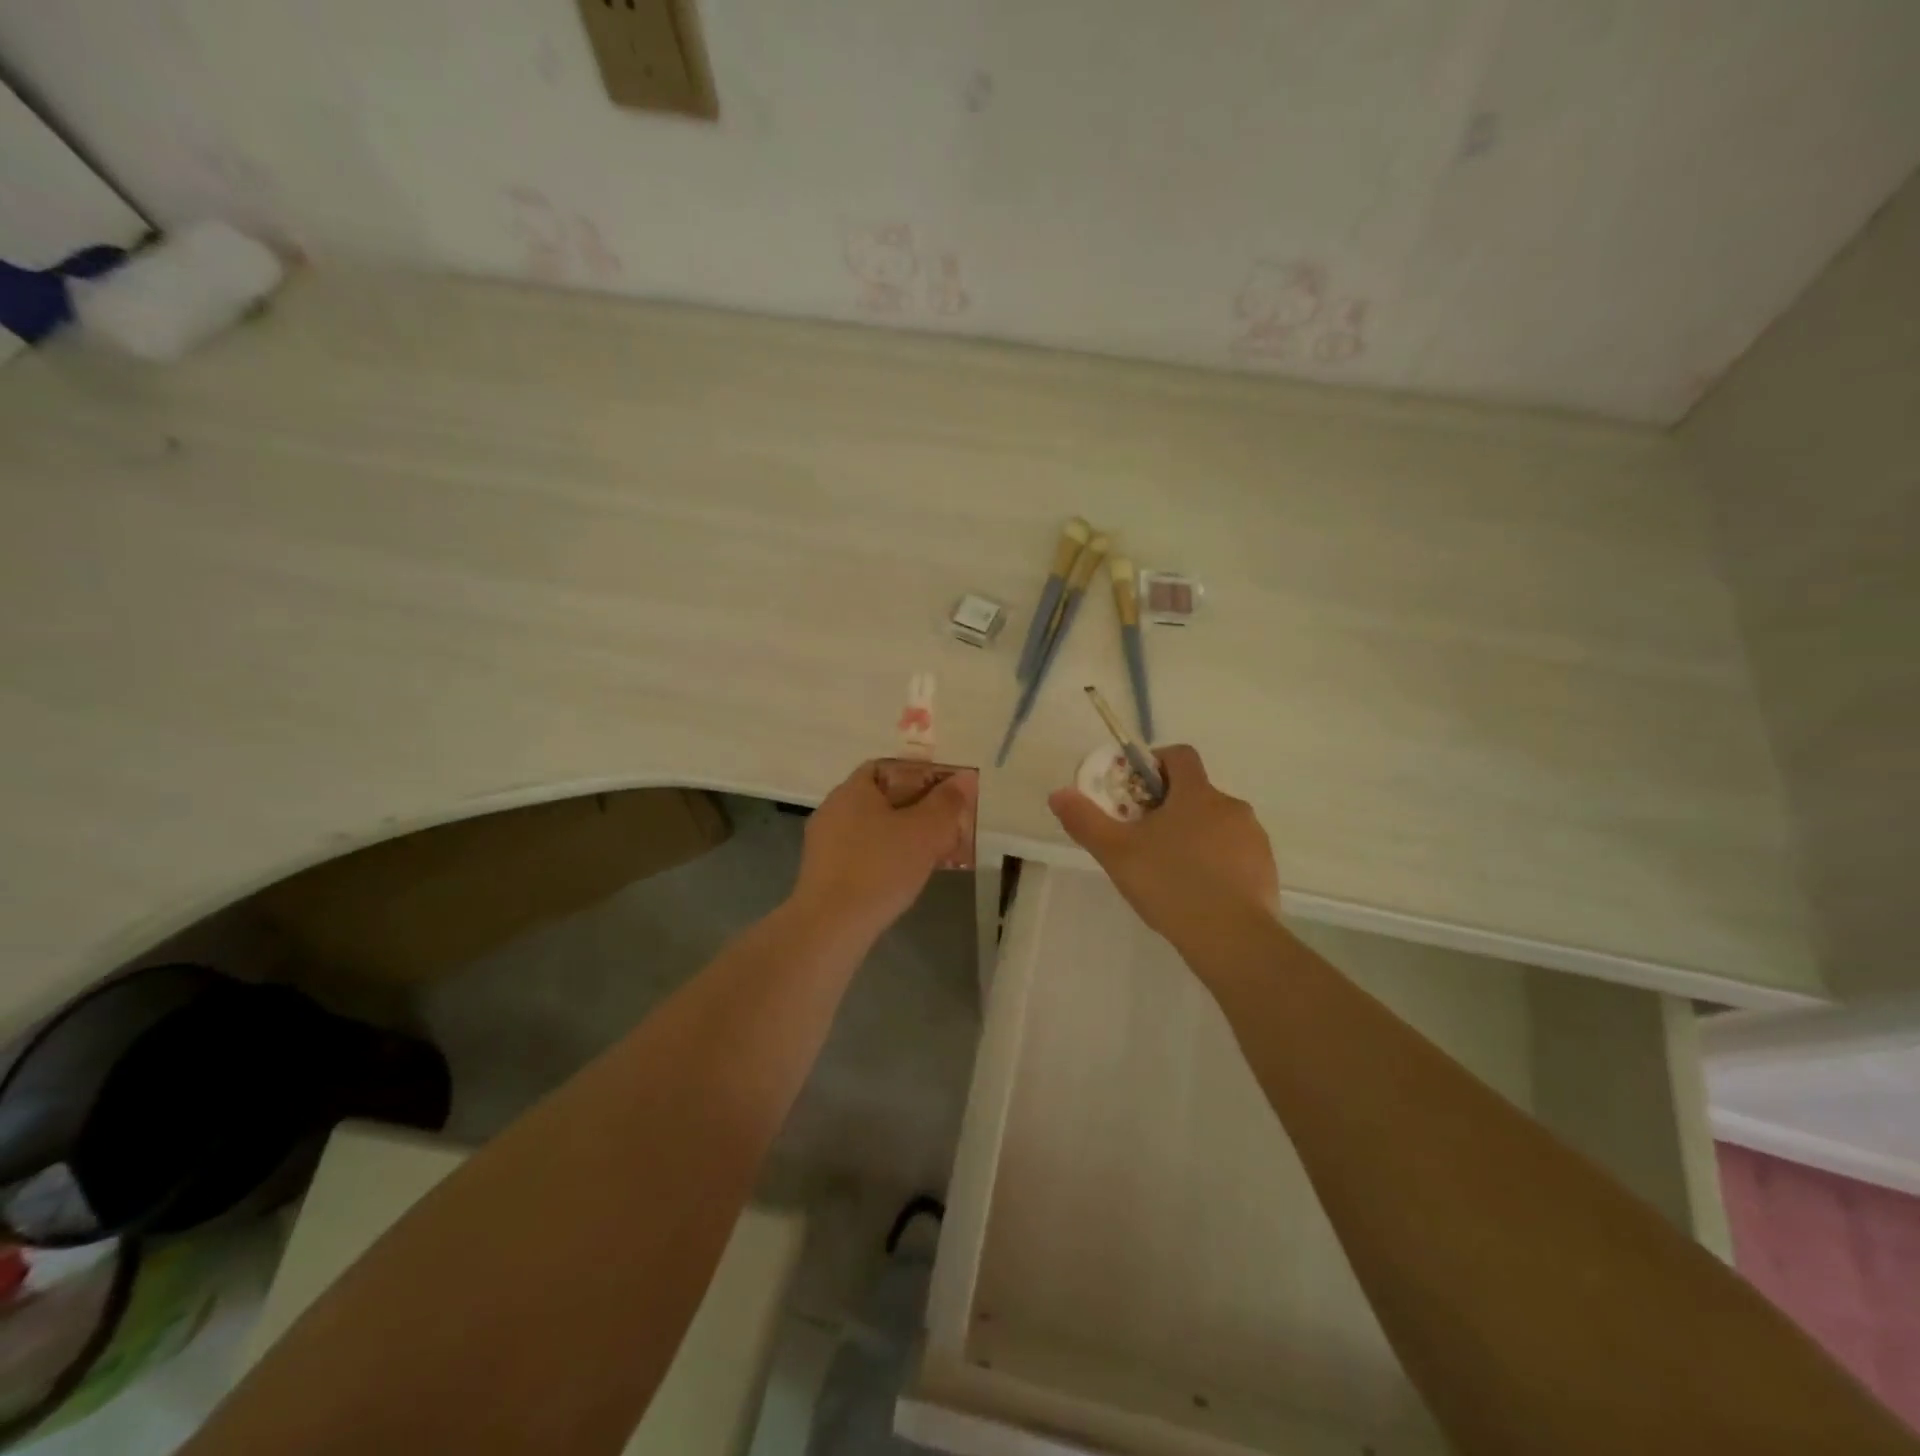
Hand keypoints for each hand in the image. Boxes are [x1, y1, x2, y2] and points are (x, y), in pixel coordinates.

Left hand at [790, 761, 976, 942]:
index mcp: (853, 789)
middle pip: (882, 798)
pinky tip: (902, 877)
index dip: (919, 775)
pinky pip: (861, 853)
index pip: (887, 767)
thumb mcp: (925, 832)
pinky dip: (884, 858)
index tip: (945, 795)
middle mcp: (833, 808)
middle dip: (916, 809)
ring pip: (872, 828)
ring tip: (932, 854)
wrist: (830, 926)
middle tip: (946, 827)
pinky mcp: (823, 872)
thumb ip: (946, 802)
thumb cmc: (881, 868)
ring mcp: (824, 842)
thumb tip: (963, 778)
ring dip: (902, 836)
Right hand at [1048, 745, 1277, 945]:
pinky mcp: (1266, 869)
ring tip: (1171, 871)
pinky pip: (1235, 854)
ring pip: (1217, 824)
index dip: (1156, 763)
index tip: (1136, 788)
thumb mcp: (1116, 853)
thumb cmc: (1170, 884)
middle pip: (1196, 793)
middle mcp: (1231, 806)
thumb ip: (1085, 820)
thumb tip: (1058, 793)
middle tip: (1144, 839)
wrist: (1231, 937)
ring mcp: (1253, 838)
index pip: (1180, 755)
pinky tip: (1199, 893)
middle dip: (1170, 808)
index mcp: (1196, 794)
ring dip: (1195, 835)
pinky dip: (1217, 863)